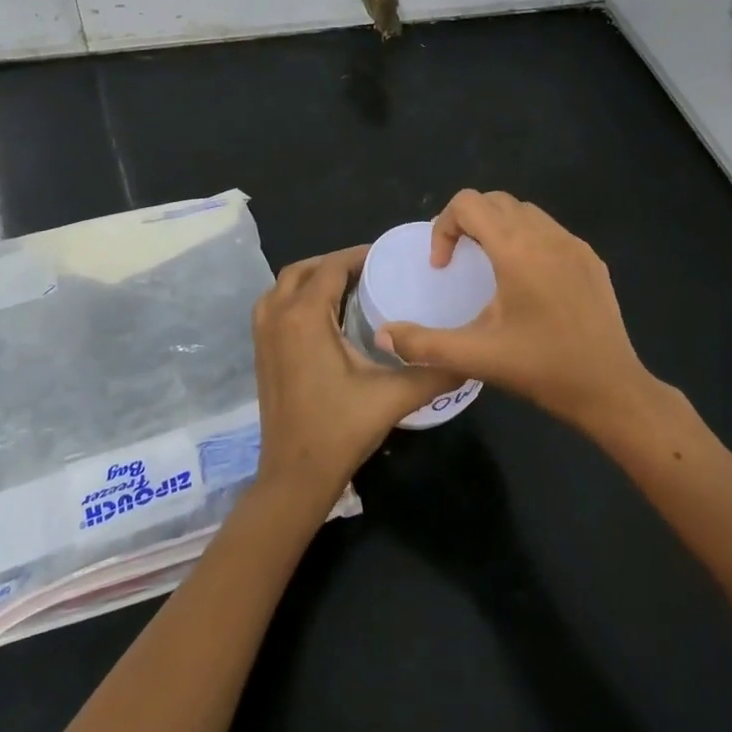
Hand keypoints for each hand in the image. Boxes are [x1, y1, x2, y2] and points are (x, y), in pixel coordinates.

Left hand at [251, 246, 457, 502]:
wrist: (294, 476)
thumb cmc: (340, 430)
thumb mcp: (393, 397)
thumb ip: (434, 372)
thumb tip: (471, 358)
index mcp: (305, 316)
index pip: (331, 267)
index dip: (359, 255)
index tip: (388, 257)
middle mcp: (277, 316)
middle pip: (303, 269)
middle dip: (335, 263)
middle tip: (371, 271)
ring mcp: (263, 334)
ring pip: (284, 286)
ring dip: (313, 278)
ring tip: (349, 287)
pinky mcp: (260, 352)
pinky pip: (275, 306)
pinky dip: (296, 297)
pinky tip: (325, 317)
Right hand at [378, 191, 655, 431]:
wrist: (611, 389)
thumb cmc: (542, 369)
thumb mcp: (477, 357)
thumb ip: (424, 344)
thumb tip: (383, 336)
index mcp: (516, 249)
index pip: (468, 203)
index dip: (444, 226)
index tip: (443, 266)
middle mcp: (546, 235)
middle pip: (495, 201)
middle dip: (468, 222)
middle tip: (459, 260)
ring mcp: (573, 244)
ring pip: (525, 211)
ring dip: (499, 227)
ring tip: (490, 267)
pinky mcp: (591, 259)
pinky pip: (550, 230)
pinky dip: (528, 239)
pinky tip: (528, 282)